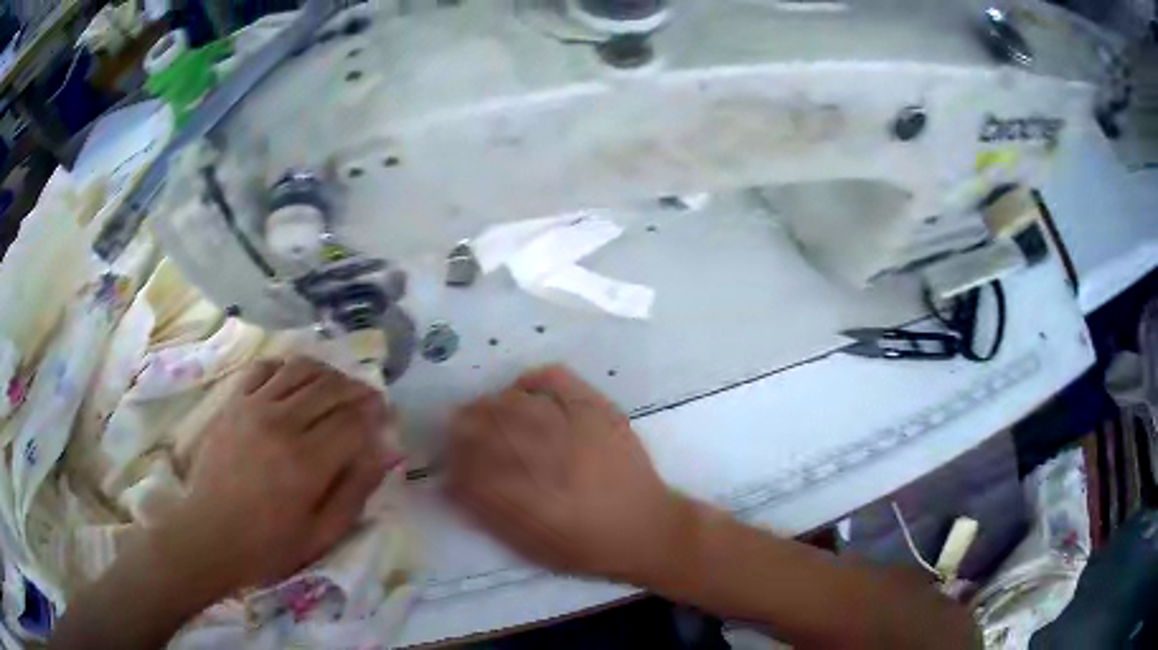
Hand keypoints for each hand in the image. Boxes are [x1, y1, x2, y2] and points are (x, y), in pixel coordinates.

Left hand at [160, 356, 402, 595]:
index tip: (387, 416)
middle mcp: (282, 423)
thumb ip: (356, 490)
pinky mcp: (233, 402)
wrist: (210, 533)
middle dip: (358, 390)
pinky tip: (295, 384)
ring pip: (301, 369)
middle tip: (369, 401)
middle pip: (331, 388)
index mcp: (307, 462)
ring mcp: (253, 407)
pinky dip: (287, 368)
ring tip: (337, 388)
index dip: (376, 414)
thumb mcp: (322, 532)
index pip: (354, 421)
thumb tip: (386, 452)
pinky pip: (265, 367)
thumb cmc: (270, 544)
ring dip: (327, 373)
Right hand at [447, 365, 681, 582]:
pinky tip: (522, 389)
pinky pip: (558, 380)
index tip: (444, 451)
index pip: (474, 465)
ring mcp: (578, 430)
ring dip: (491, 403)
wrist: (648, 529)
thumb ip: (487, 514)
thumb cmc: (587, 547)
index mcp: (531, 501)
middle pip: (492, 427)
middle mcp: (552, 460)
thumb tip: (448, 484)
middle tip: (456, 424)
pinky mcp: (600, 412)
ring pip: (518, 403)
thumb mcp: (532, 546)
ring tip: (482, 408)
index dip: (453, 453)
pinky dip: (533, 380)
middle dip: (465, 423)